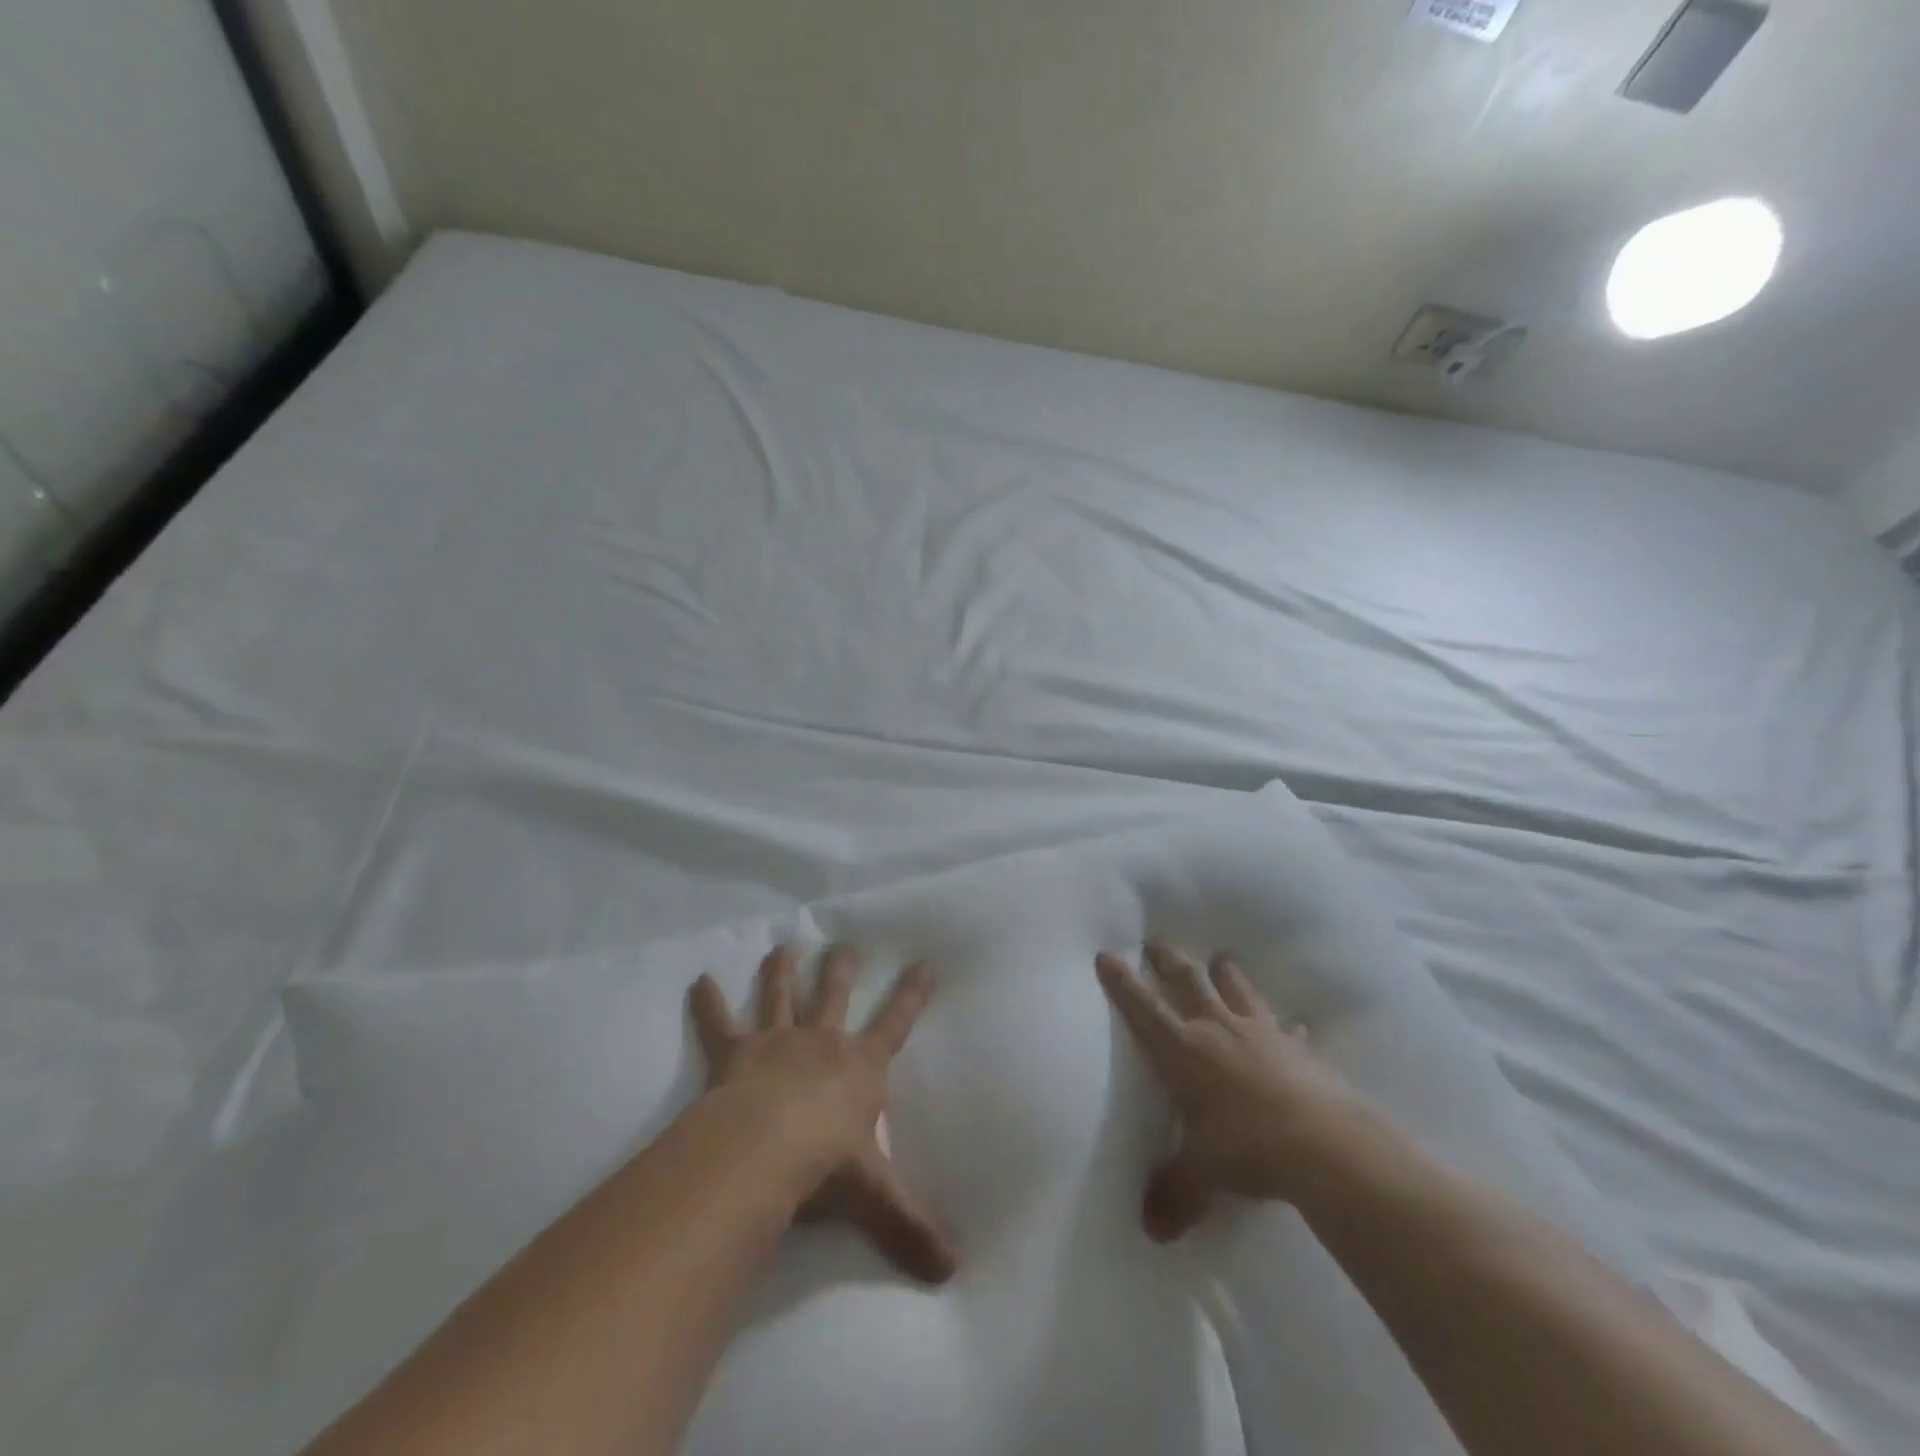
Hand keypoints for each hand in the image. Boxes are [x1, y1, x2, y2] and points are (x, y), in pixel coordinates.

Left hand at [689, 944, 957, 1284]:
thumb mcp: (874, 1197)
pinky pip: (719, 1024)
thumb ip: (910, 1228)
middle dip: (842, 968)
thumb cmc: (823, 1166)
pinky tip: (699, 981)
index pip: (896, 1022)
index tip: (924, 961)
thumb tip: (953, 1272)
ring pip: (780, 996)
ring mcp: (776, 1042)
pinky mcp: (734, 1054)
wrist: (760, 1152)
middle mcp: (820, 1043)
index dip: (911, 993)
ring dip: (781, 971)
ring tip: (784, 946)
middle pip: (834, 994)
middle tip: (845, 944)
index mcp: (858, 1066)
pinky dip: (708, 1003)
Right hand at [1097, 942, 1373, 1241]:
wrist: (1323, 1146)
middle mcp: (1217, 1029)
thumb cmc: (1245, 1148)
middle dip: (1168, 961)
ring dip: (1226, 973)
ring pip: (1237, 990)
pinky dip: (1287, 1027)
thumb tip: (1151, 1229)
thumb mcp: (1201, 1174)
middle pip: (1187, 982)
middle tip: (1157, 941)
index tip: (1107, 954)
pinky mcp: (1298, 1049)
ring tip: (1220, 957)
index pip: (1142, 1008)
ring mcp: (1261, 1033)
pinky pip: (1288, 1030)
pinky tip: (1294, 1025)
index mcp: (1183, 1050)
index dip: (1122, 982)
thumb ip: (1174, 1193)